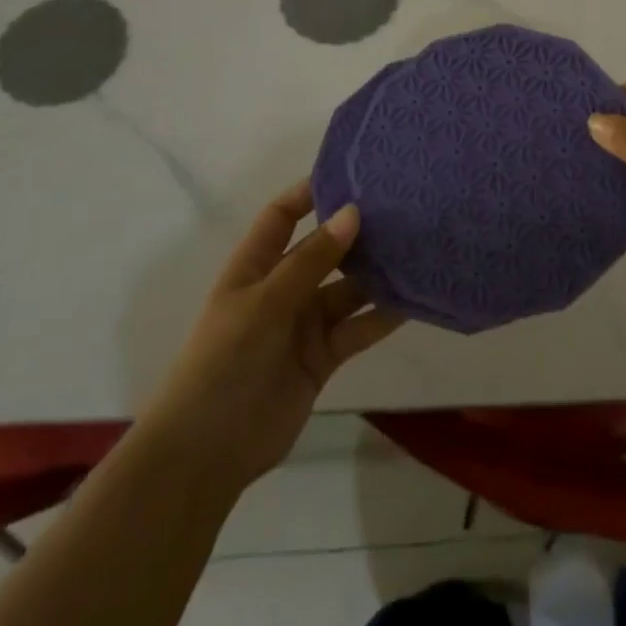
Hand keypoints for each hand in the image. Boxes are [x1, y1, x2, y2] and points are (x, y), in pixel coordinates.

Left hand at [151, 181, 404, 495]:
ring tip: (419, 249)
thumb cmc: (223, 363)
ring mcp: (303, 325)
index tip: (353, 173)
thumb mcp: (265, 303)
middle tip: (403, 209)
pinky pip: (358, 328)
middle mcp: (282, 289)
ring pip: (348, 289)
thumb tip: (353, 212)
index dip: (310, 193)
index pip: (282, 216)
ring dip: (377, 274)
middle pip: (324, 250)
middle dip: (356, 233)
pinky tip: (415, 299)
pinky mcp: (323, 357)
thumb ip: (312, 261)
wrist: (206, 452)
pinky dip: (383, 316)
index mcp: (255, 267)